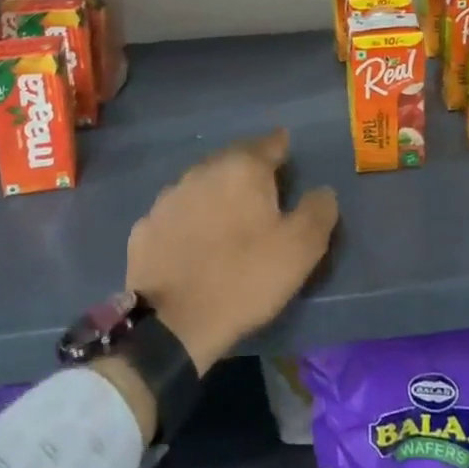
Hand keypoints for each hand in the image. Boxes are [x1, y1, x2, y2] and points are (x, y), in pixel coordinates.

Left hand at [125, 130, 338, 375]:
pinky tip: (194, 241)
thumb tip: (323, 191)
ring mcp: (169, 197)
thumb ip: (318, 211)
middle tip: (262, 191)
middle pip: (233, 159)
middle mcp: (203, 170)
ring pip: (201, 184)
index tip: (288, 156)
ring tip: (228, 217)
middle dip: (248, 170)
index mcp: (243, 168)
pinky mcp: (145, 225)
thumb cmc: (244, 278)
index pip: (269, 143)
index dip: (282, 149)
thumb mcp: (300, 249)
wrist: (171, 324)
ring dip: (216, 193)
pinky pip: (177, 213)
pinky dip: (189, 219)